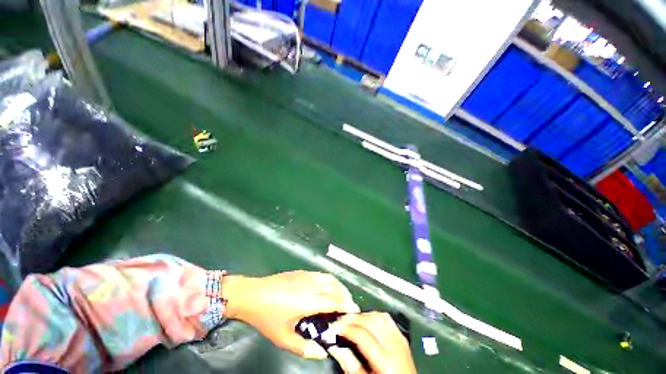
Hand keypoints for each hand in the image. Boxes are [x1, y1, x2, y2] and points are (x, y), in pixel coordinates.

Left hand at [222, 271, 359, 358]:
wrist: (252, 294)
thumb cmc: (266, 317)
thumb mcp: (282, 338)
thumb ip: (304, 348)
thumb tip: (321, 352)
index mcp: (307, 301)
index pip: (334, 301)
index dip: (346, 305)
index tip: (354, 311)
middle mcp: (310, 285)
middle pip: (335, 286)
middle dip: (345, 295)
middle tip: (348, 306)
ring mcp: (306, 276)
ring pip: (329, 277)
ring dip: (338, 286)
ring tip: (340, 296)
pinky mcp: (301, 271)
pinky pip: (321, 274)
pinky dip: (329, 280)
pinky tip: (326, 288)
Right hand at [327, 312, 416, 373]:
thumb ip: (351, 366)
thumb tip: (335, 348)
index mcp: (385, 360)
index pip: (362, 336)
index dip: (346, 329)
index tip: (334, 327)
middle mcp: (393, 345)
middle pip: (370, 322)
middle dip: (352, 319)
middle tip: (340, 320)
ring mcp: (399, 339)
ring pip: (378, 316)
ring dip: (363, 315)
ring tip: (351, 319)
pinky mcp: (401, 336)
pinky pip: (387, 318)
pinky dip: (374, 315)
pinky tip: (367, 318)